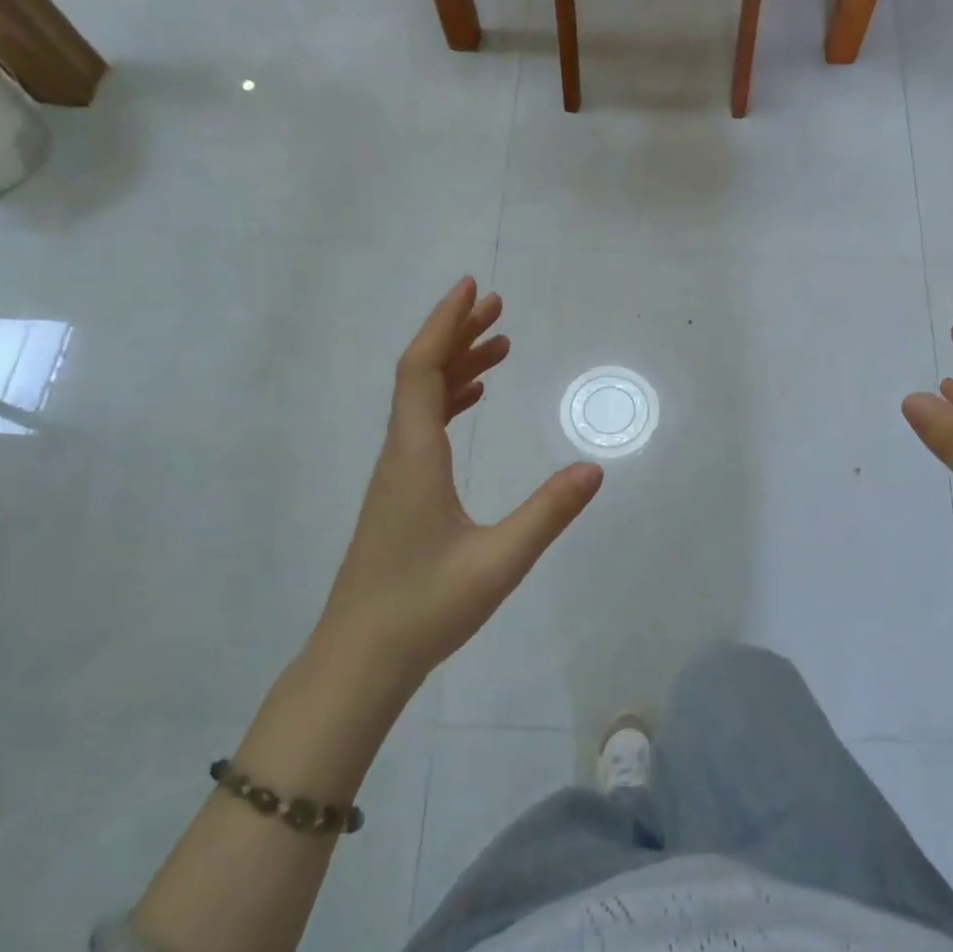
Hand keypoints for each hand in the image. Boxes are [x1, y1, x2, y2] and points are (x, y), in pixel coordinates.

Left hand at [317, 278, 602, 692]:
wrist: (358, 662)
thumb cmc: (423, 609)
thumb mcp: (497, 562)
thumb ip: (547, 514)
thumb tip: (594, 469)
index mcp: (414, 456)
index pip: (422, 370)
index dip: (444, 324)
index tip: (472, 289)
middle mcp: (399, 455)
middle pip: (420, 376)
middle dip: (457, 335)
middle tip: (498, 308)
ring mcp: (395, 476)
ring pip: (421, 402)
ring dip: (456, 368)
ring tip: (498, 346)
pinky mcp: (399, 496)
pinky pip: (423, 429)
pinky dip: (449, 402)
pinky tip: (473, 402)